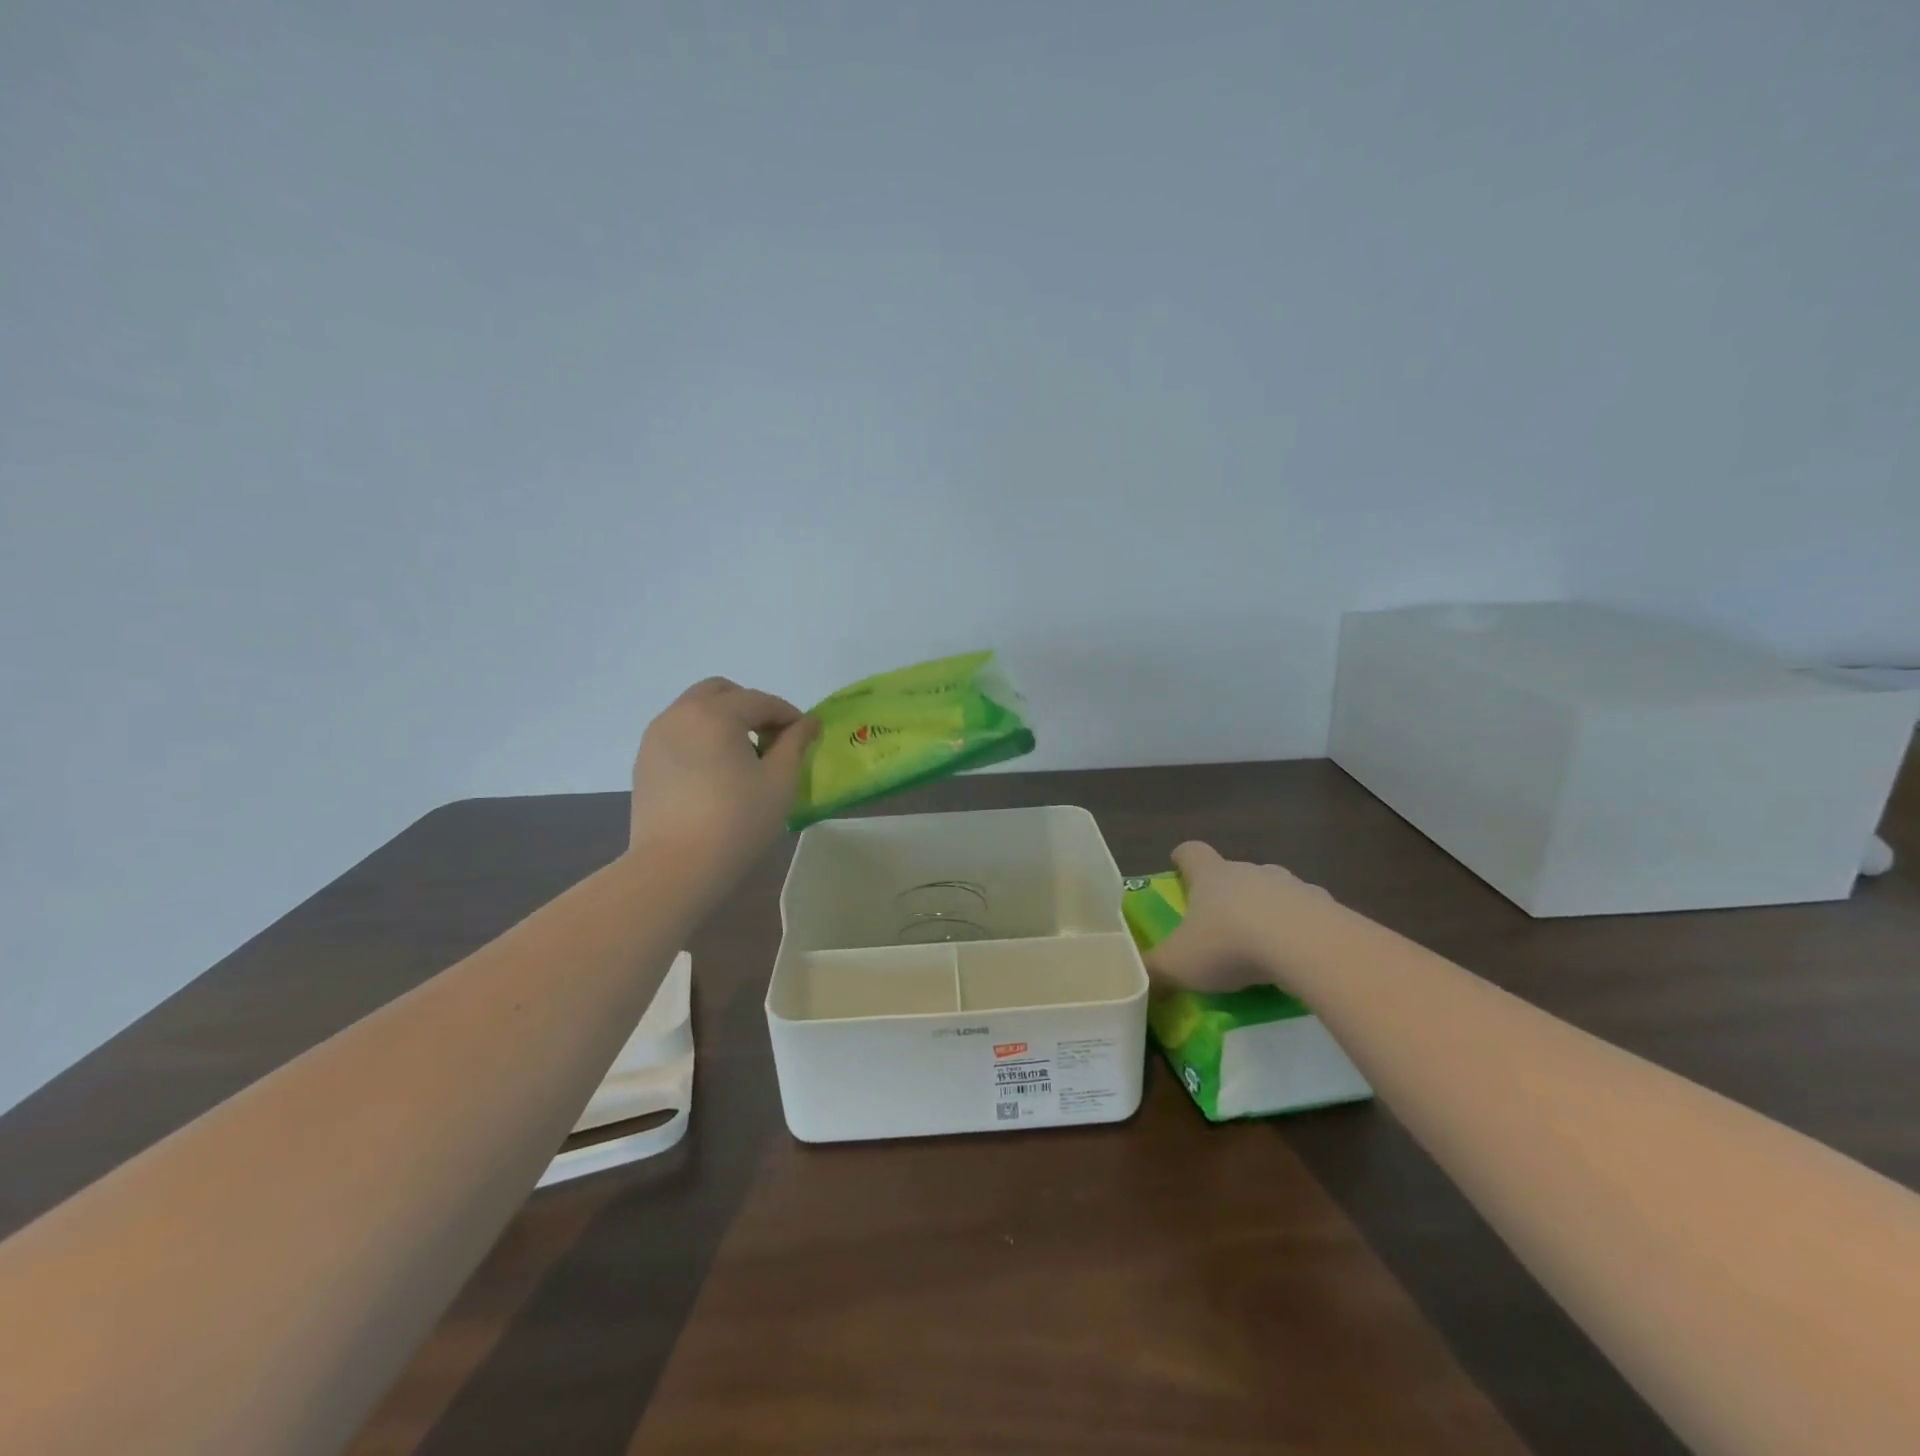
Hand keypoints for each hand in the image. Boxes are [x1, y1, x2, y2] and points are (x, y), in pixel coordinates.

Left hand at [628, 677, 819, 879]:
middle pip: (721, 692)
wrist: (675, 867)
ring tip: (742, 757)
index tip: (806, 735)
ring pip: (695, 710)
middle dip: (750, 707)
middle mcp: (681, 714)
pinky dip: (701, 738)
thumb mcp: (780, 781)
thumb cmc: (737, 821)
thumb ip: (796, 743)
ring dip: (723, 720)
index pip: (761, 701)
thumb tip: (808, 723)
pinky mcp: (644, 761)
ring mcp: (656, 736)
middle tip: (770, 739)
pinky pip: (678, 734)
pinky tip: (715, 773)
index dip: (789, 715)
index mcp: (716, 713)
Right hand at [1145, 841, 1334, 995]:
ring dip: (1265, 909)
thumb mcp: (1179, 965)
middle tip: (1218, 924)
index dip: (1182, 859)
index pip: (1191, 852)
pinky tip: (1299, 957)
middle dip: (1226, 893)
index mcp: (1211, 876)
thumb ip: (1154, 971)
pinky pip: (1308, 913)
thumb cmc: (1231, 945)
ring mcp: (1291, 885)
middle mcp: (1249, 871)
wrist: (1309, 947)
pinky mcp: (1326, 906)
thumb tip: (1135, 980)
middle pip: (1233, 872)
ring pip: (1272, 890)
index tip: (1177, 867)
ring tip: (1262, 945)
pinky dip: (1301, 929)